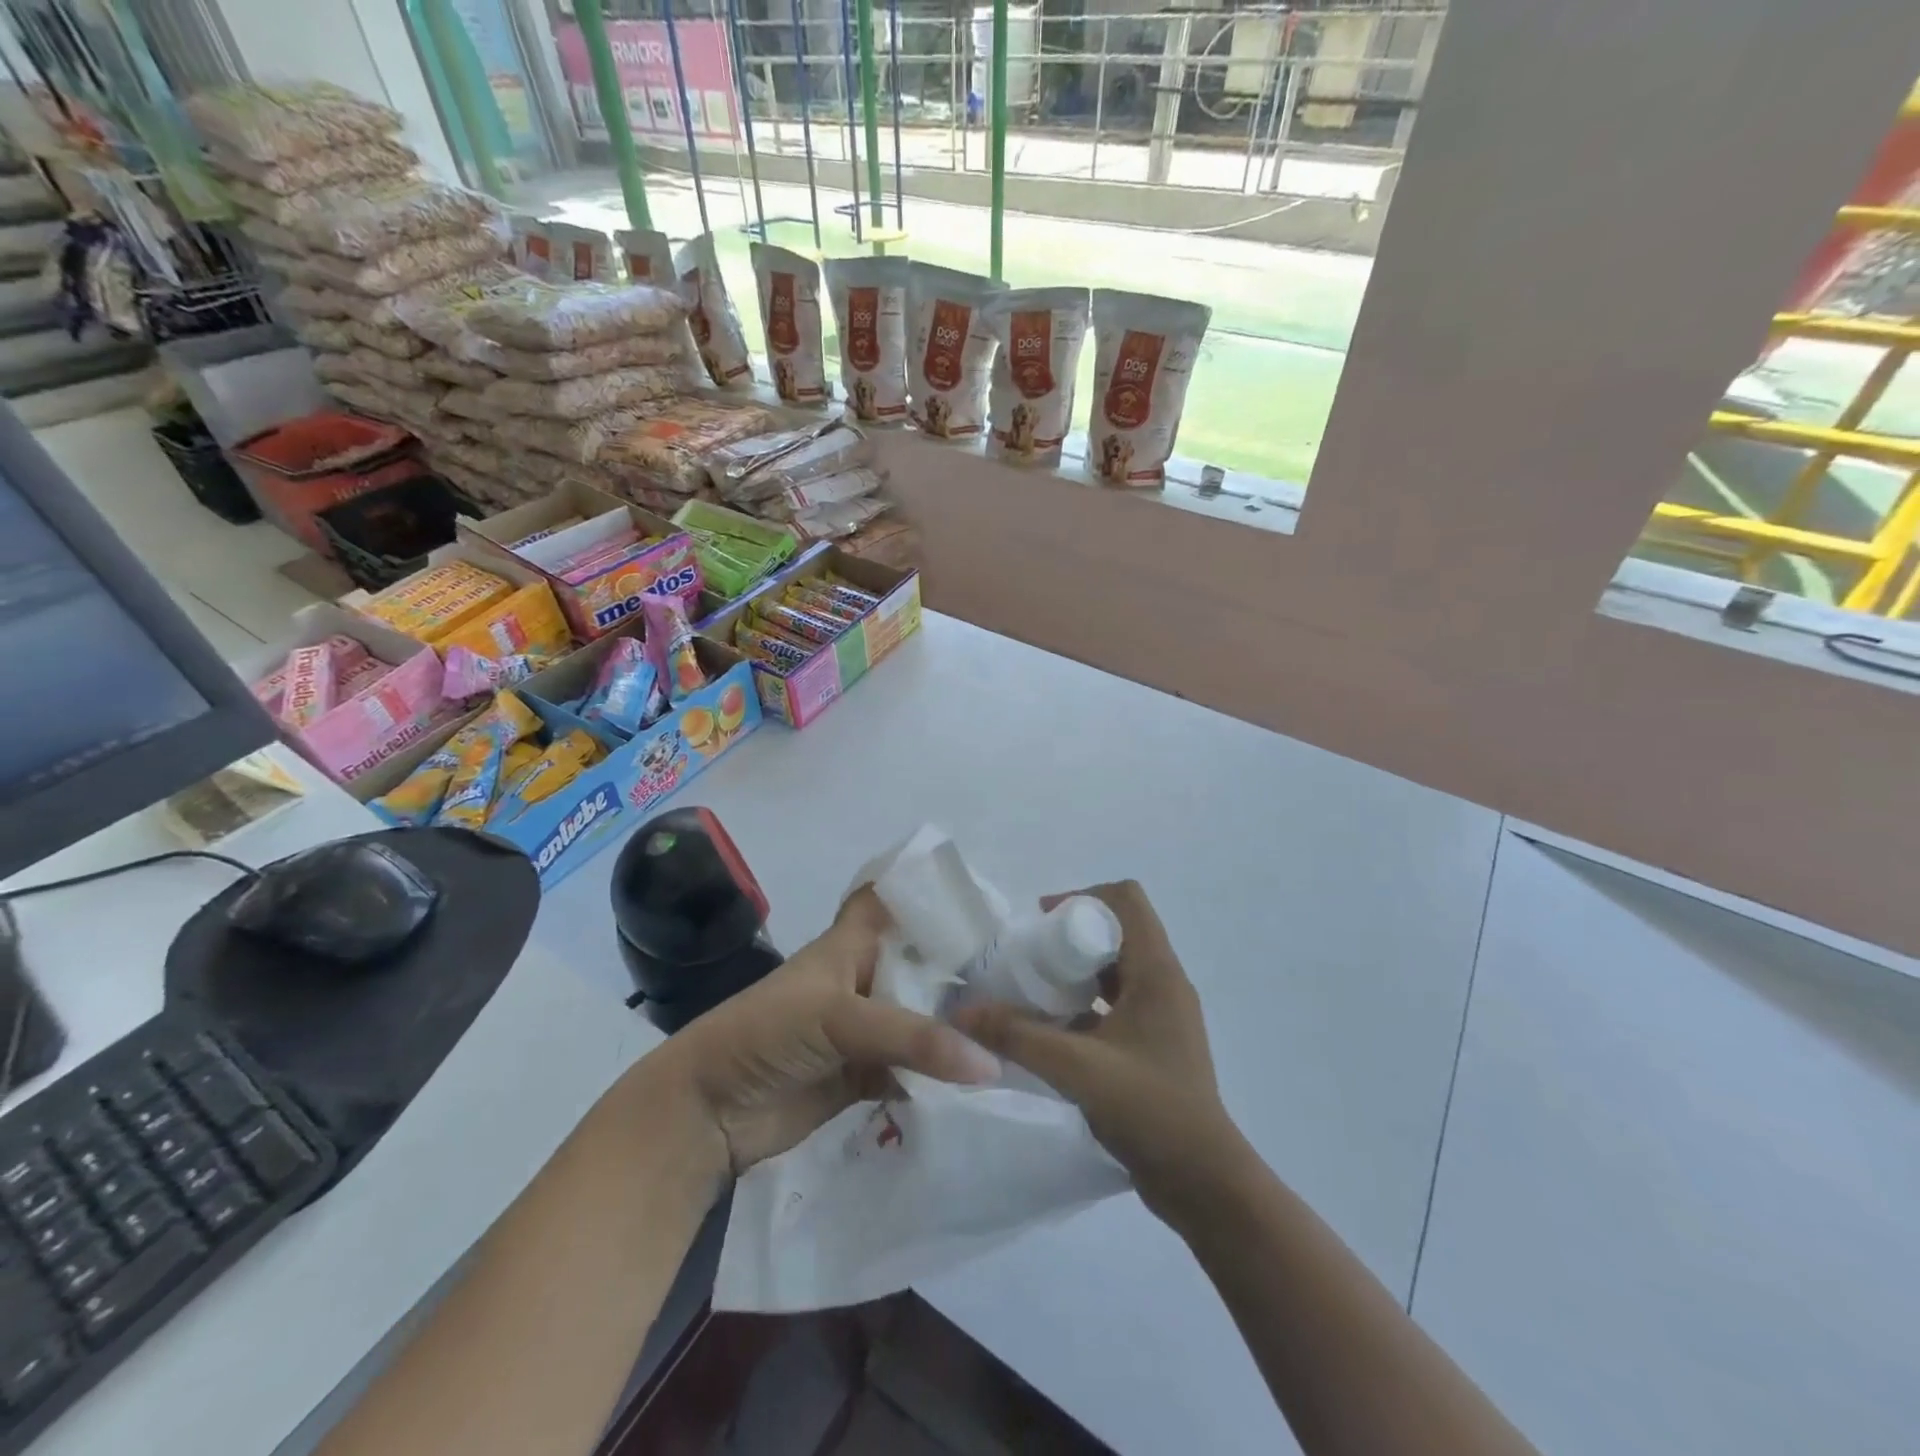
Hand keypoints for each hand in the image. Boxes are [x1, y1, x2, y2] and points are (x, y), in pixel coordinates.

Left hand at [665, 888, 1000, 1174]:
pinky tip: (984, 1078)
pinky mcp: (864, 1076)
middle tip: (1025, 973)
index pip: (892, 899)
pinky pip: (913, 1069)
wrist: (708, 1111)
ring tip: (1019, 1025)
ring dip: (956, 1025)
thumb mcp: (838, 1017)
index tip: (984, 897)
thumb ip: (913, 1037)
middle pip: (920, 962)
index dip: (928, 891)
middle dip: (962, 966)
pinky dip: (941, 1075)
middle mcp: (863, 978)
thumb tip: (989, 1062)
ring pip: (920, 1018)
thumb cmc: (767, 1033)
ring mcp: (864, 1029)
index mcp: (851, 944)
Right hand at [951, 881, 1236, 1218]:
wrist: (1204, 1183)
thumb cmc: (1149, 1109)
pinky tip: (1052, 1032)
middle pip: (1118, 931)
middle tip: (1029, 960)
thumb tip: (962, 1012)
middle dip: (1071, 937)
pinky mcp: (1156, 1044)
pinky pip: (1117, 1004)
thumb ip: (1017, 1036)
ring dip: (1076, 974)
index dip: (1083, 897)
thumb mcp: (1075, 1068)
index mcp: (1157, 971)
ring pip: (1116, 970)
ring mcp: (1163, 1015)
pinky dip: (1085, 1006)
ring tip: (1033, 994)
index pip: (1126, 899)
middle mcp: (1165, 983)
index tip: (1042, 922)